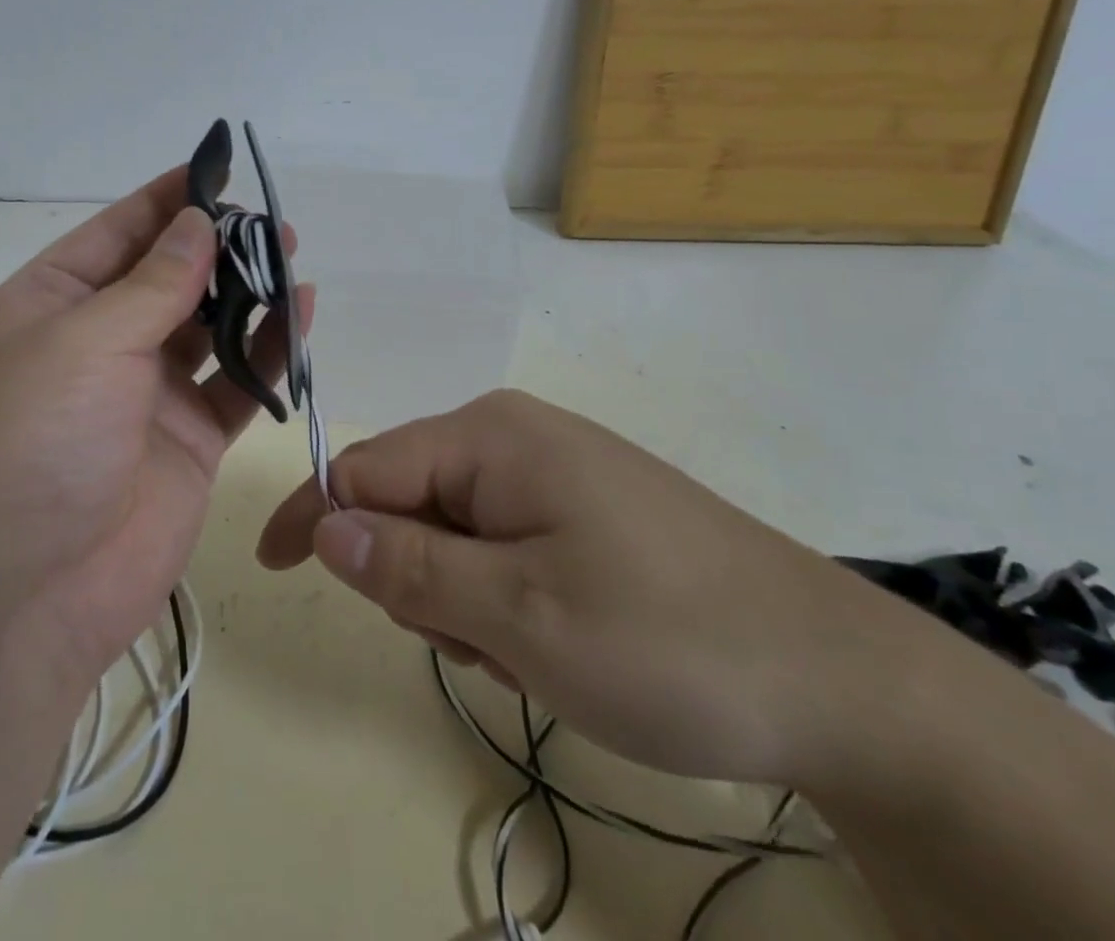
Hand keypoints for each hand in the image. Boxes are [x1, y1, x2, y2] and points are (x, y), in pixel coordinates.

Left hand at [0, 167, 310, 687]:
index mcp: (47, 309)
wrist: (18, 602)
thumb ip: (153, 283)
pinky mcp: (188, 442)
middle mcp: (96, 346)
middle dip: (215, 246)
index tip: (214, 169)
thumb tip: (198, 222)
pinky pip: (236, 384)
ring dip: (247, 293)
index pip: (114, 236)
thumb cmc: (28, 445)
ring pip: (207, 328)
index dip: (163, 201)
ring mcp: (144, 396)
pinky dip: (268, 351)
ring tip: (291, 256)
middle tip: (269, 220)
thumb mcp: (83, 343)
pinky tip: (301, 315)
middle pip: (166, 279)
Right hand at [257, 390, 929, 787]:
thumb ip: (410, 567)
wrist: (839, 679)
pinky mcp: (583, 506)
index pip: (365, 467)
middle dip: (417, 580)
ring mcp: (554, 469)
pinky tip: (561, 642)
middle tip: (482, 645)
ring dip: (465, 601)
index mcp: (490, 436)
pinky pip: (502, 544)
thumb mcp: (519, 616)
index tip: (274, 568)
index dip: (313, 516)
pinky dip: (504, 601)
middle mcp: (514, 434)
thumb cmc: (667, 640)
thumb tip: (325, 525)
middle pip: (410, 501)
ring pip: (455, 532)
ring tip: (535, 654)